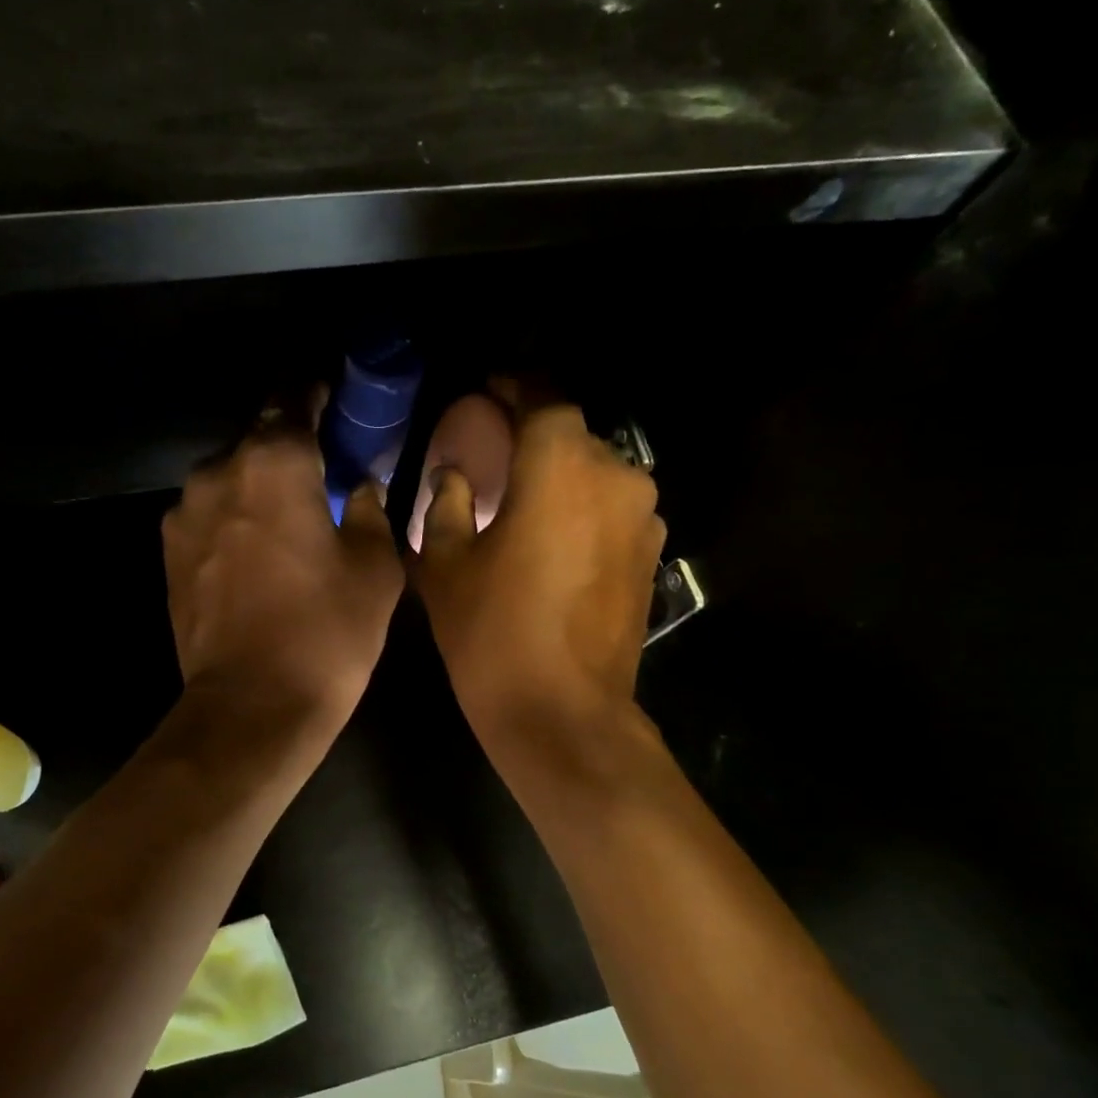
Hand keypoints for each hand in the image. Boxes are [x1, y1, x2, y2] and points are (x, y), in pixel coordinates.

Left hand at [163, 418, 403, 726]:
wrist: (252, 705)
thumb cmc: (326, 632)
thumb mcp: (375, 569)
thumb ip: (370, 510)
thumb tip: (359, 488)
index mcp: (274, 462)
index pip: (292, 399)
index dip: (314, 395)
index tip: (331, 402)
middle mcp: (218, 472)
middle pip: (257, 442)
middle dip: (287, 453)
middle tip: (318, 478)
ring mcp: (184, 513)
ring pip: (228, 481)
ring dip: (256, 490)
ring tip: (284, 524)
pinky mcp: (168, 553)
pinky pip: (207, 518)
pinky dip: (231, 523)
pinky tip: (253, 557)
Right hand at [412, 396, 664, 741]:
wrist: (562, 710)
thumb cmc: (492, 630)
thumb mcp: (446, 562)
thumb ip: (446, 502)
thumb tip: (453, 475)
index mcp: (560, 464)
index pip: (542, 396)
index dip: (514, 387)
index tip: (489, 391)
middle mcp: (614, 475)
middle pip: (573, 434)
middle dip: (535, 435)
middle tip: (496, 454)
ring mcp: (643, 517)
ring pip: (597, 473)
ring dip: (563, 475)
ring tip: (525, 499)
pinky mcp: (652, 555)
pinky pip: (613, 510)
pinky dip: (584, 509)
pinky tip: (554, 539)